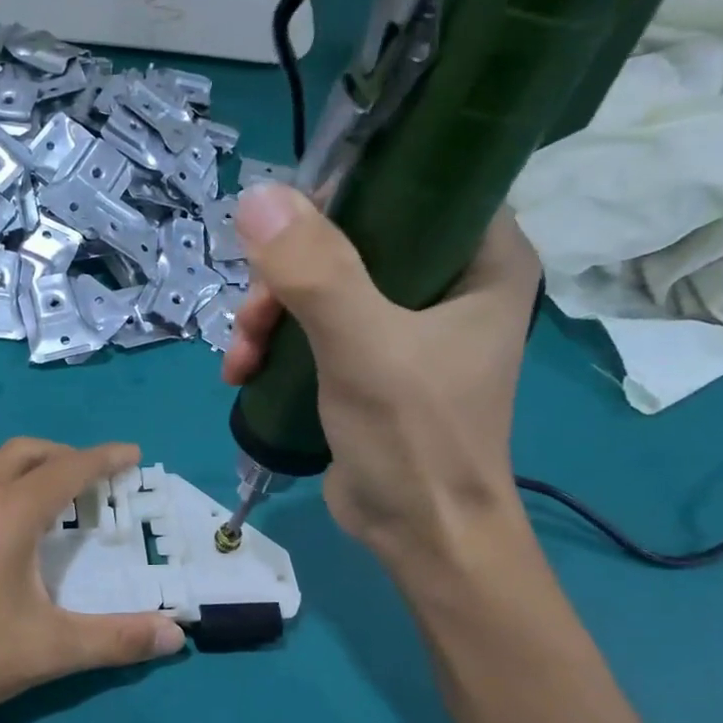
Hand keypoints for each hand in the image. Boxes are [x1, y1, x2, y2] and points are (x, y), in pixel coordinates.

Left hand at [0, 438, 185, 722]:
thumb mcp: (49, 651)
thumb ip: (118, 640)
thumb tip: (178, 635)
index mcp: (9, 512)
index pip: (69, 469)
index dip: (105, 458)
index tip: (130, 453)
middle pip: (26, 450)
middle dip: (64, 456)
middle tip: (88, 479)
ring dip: (11, 457)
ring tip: (26, 485)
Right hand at [221, 185, 540, 564]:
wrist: (419, 535)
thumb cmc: (415, 438)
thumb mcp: (364, 347)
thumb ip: (314, 273)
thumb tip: (257, 196)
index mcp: (482, 259)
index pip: (413, 187)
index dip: (344, 196)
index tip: (286, 233)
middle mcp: (447, 283)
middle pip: (350, 241)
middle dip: (286, 277)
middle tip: (252, 318)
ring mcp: (404, 326)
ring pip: (320, 286)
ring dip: (268, 316)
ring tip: (240, 359)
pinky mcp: (368, 363)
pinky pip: (312, 328)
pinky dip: (273, 344)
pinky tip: (243, 372)